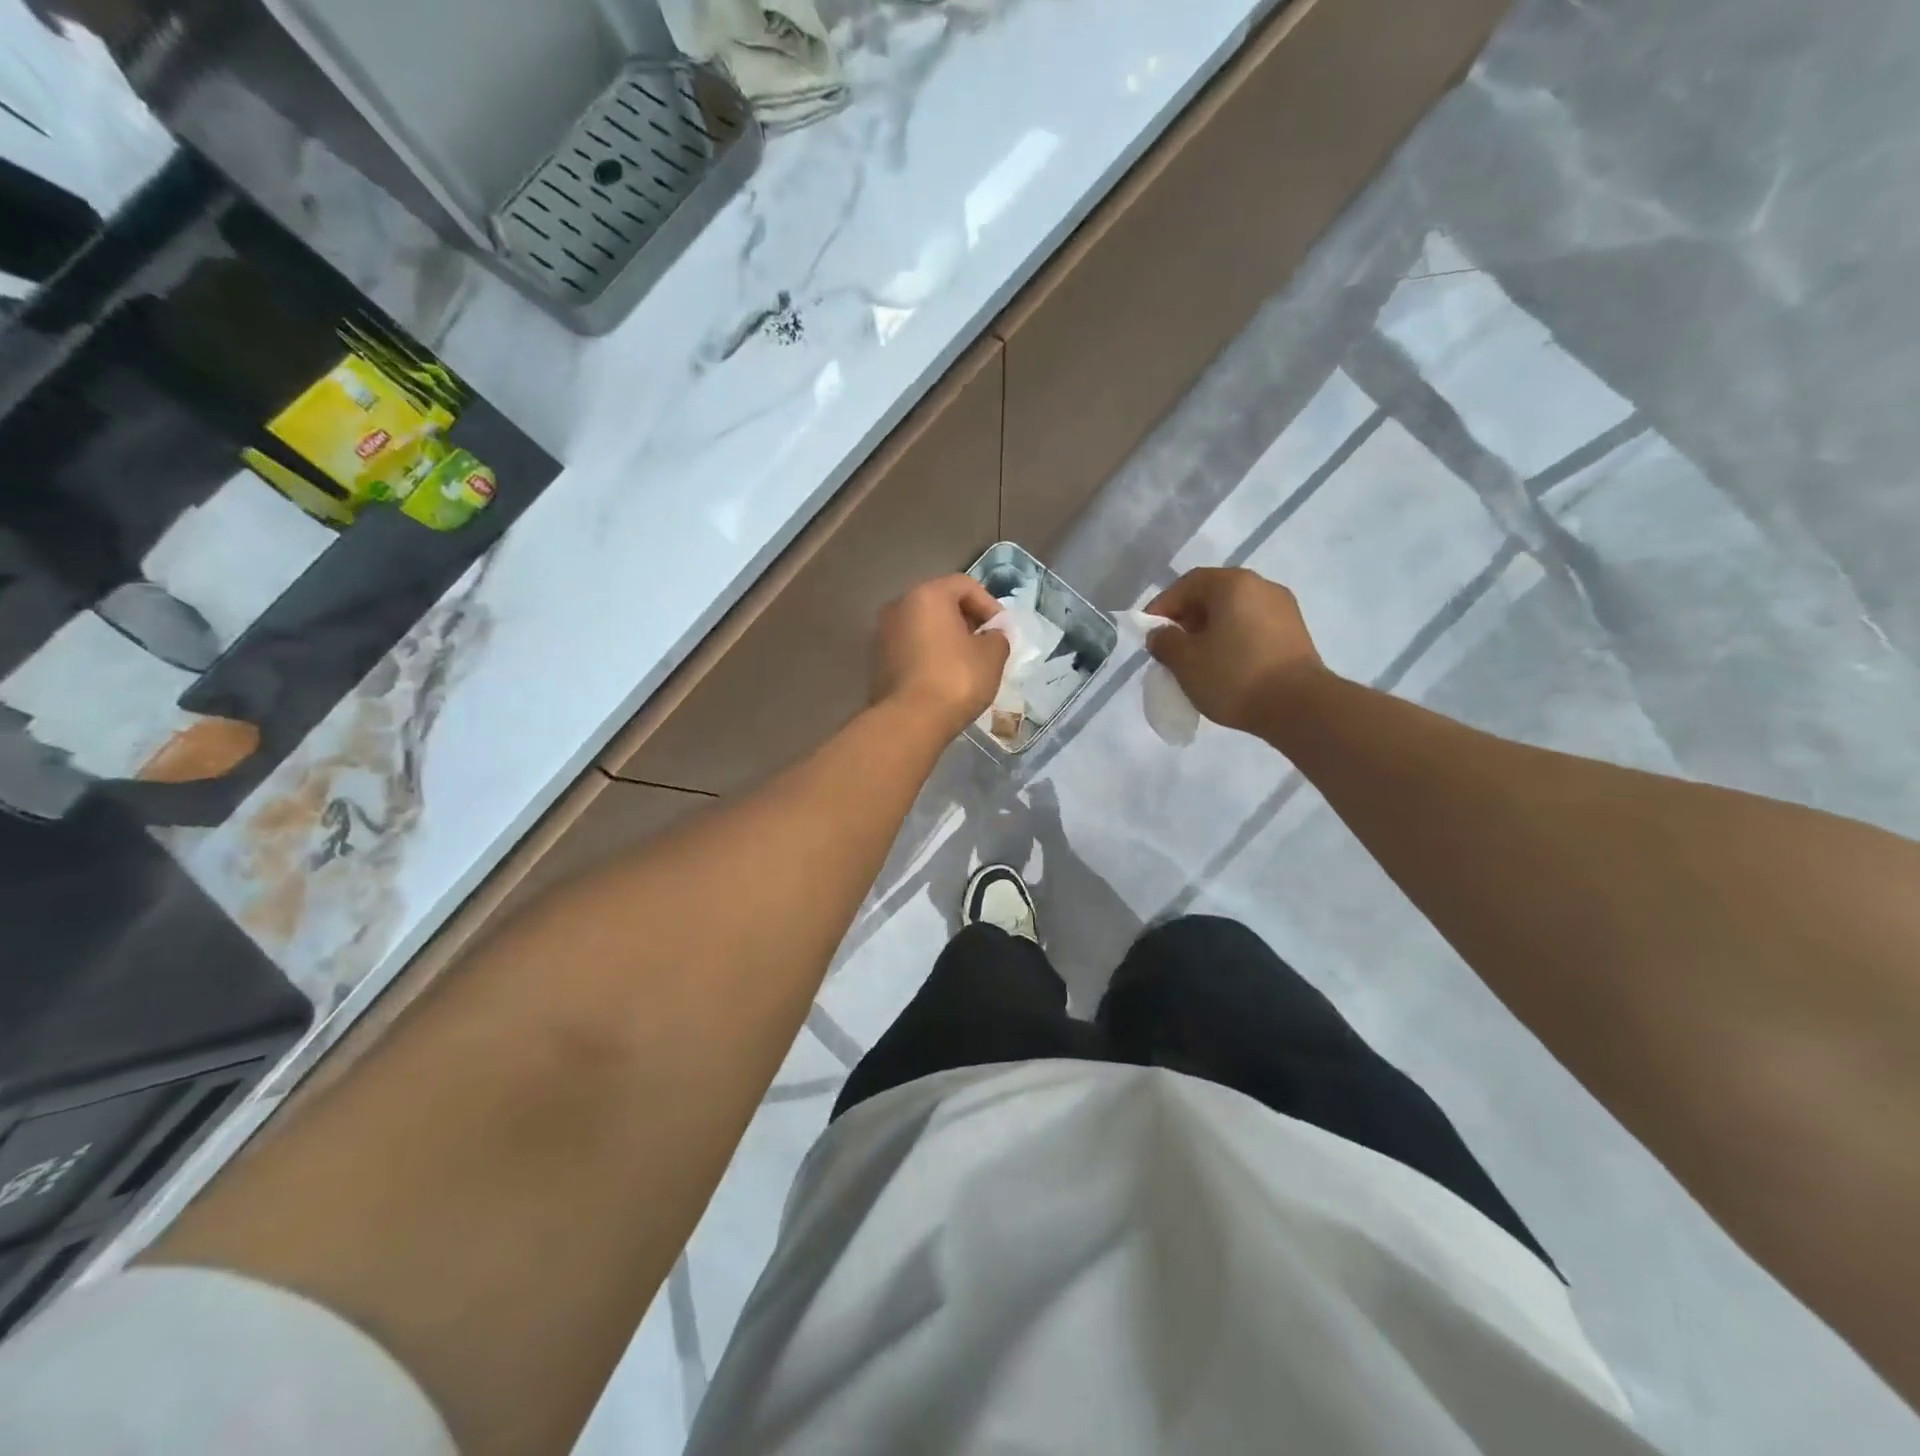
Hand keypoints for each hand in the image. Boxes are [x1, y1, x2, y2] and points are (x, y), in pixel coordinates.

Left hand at [871, 574, 1009, 737]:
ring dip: (947, 639)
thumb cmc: (956, 679)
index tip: (1002, 632)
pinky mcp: (877, 660)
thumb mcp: (992, 655)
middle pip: (941, 603)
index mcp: (926, 594)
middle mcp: (899, 605)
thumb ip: (997, 636)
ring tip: (967, 664)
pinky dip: (929, 654)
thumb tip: (991, 636)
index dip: (990, 605)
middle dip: (967, 621)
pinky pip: (911, 647)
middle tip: (986, 646)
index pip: (965, 585)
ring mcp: (883, 633)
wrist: (910, 720)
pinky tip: (944, 677)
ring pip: (924, 626)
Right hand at [1145, 568, 1327, 733]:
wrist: (1299, 707)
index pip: (1187, 584)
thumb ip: (1165, 642)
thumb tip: (1161, 633)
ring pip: (1234, 612)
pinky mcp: (1295, 633)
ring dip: (1210, 630)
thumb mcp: (1185, 662)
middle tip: (1171, 647)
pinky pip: (1252, 627)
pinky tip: (1224, 666)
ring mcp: (1283, 609)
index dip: (1162, 606)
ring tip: (1196, 660)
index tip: (1149, 633)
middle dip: (1187, 619)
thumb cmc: (1234, 676)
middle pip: (1213, 595)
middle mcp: (1261, 586)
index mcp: (1232, 584)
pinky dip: (1233, 639)